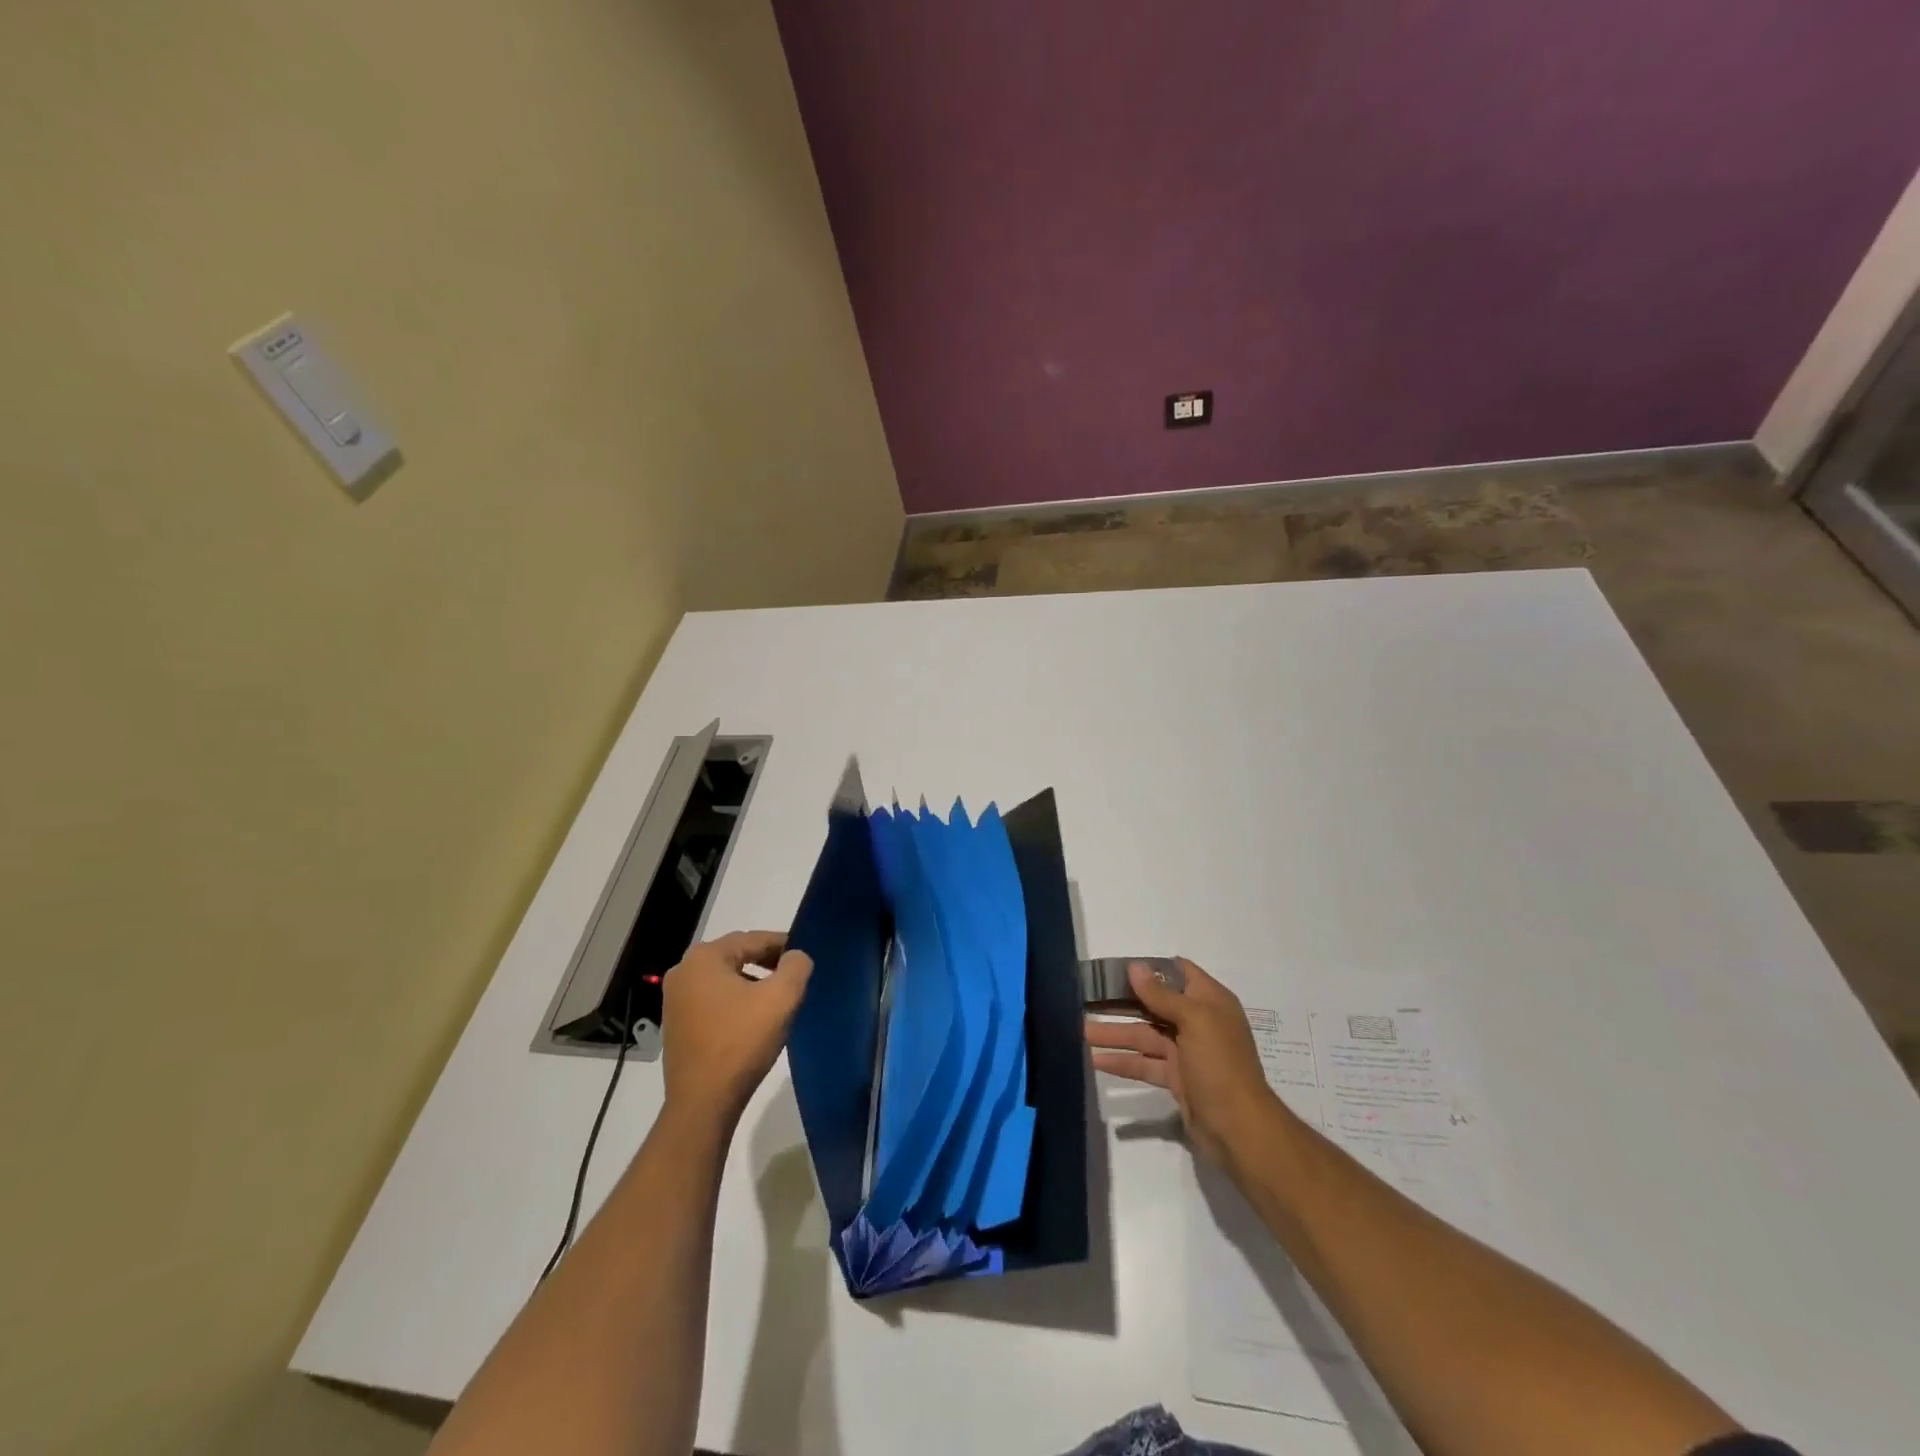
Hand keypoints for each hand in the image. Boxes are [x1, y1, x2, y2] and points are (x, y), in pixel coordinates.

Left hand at [661, 931, 813, 1134]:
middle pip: (736, 956)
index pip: (752, 939)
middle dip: (767, 963)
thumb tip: (796, 957)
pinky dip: (734, 1002)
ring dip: (751, 983)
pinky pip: (712, 1000)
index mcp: (704, 958)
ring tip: (776, 999)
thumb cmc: (741, 1042)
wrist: (703, 1103)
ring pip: (724, 979)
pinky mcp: (676, 1025)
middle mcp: (683, 972)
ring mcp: (674, 1000)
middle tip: (793, 976)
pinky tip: (752, 1020)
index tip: (804, 956)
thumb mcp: (781, 998)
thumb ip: (796, 966)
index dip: (782, 945)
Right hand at [1084, 958, 1277, 1164]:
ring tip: (1080, 1031)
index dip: (1149, 968)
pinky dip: (1123, 1061)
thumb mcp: (1194, 1020)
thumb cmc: (1220, 1064)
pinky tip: (1095, 1060)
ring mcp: (1186, 1052)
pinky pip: (1145, 1063)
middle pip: (1154, 1004)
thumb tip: (1135, 966)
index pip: (1178, 972)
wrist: (1239, 1130)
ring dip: (1115, 1033)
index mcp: (1209, 1002)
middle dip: (1122, 1001)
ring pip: (1144, 1035)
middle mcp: (1198, 1022)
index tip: (1115, 967)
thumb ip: (1162, 994)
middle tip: (1086, 997)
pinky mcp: (1176, 1079)